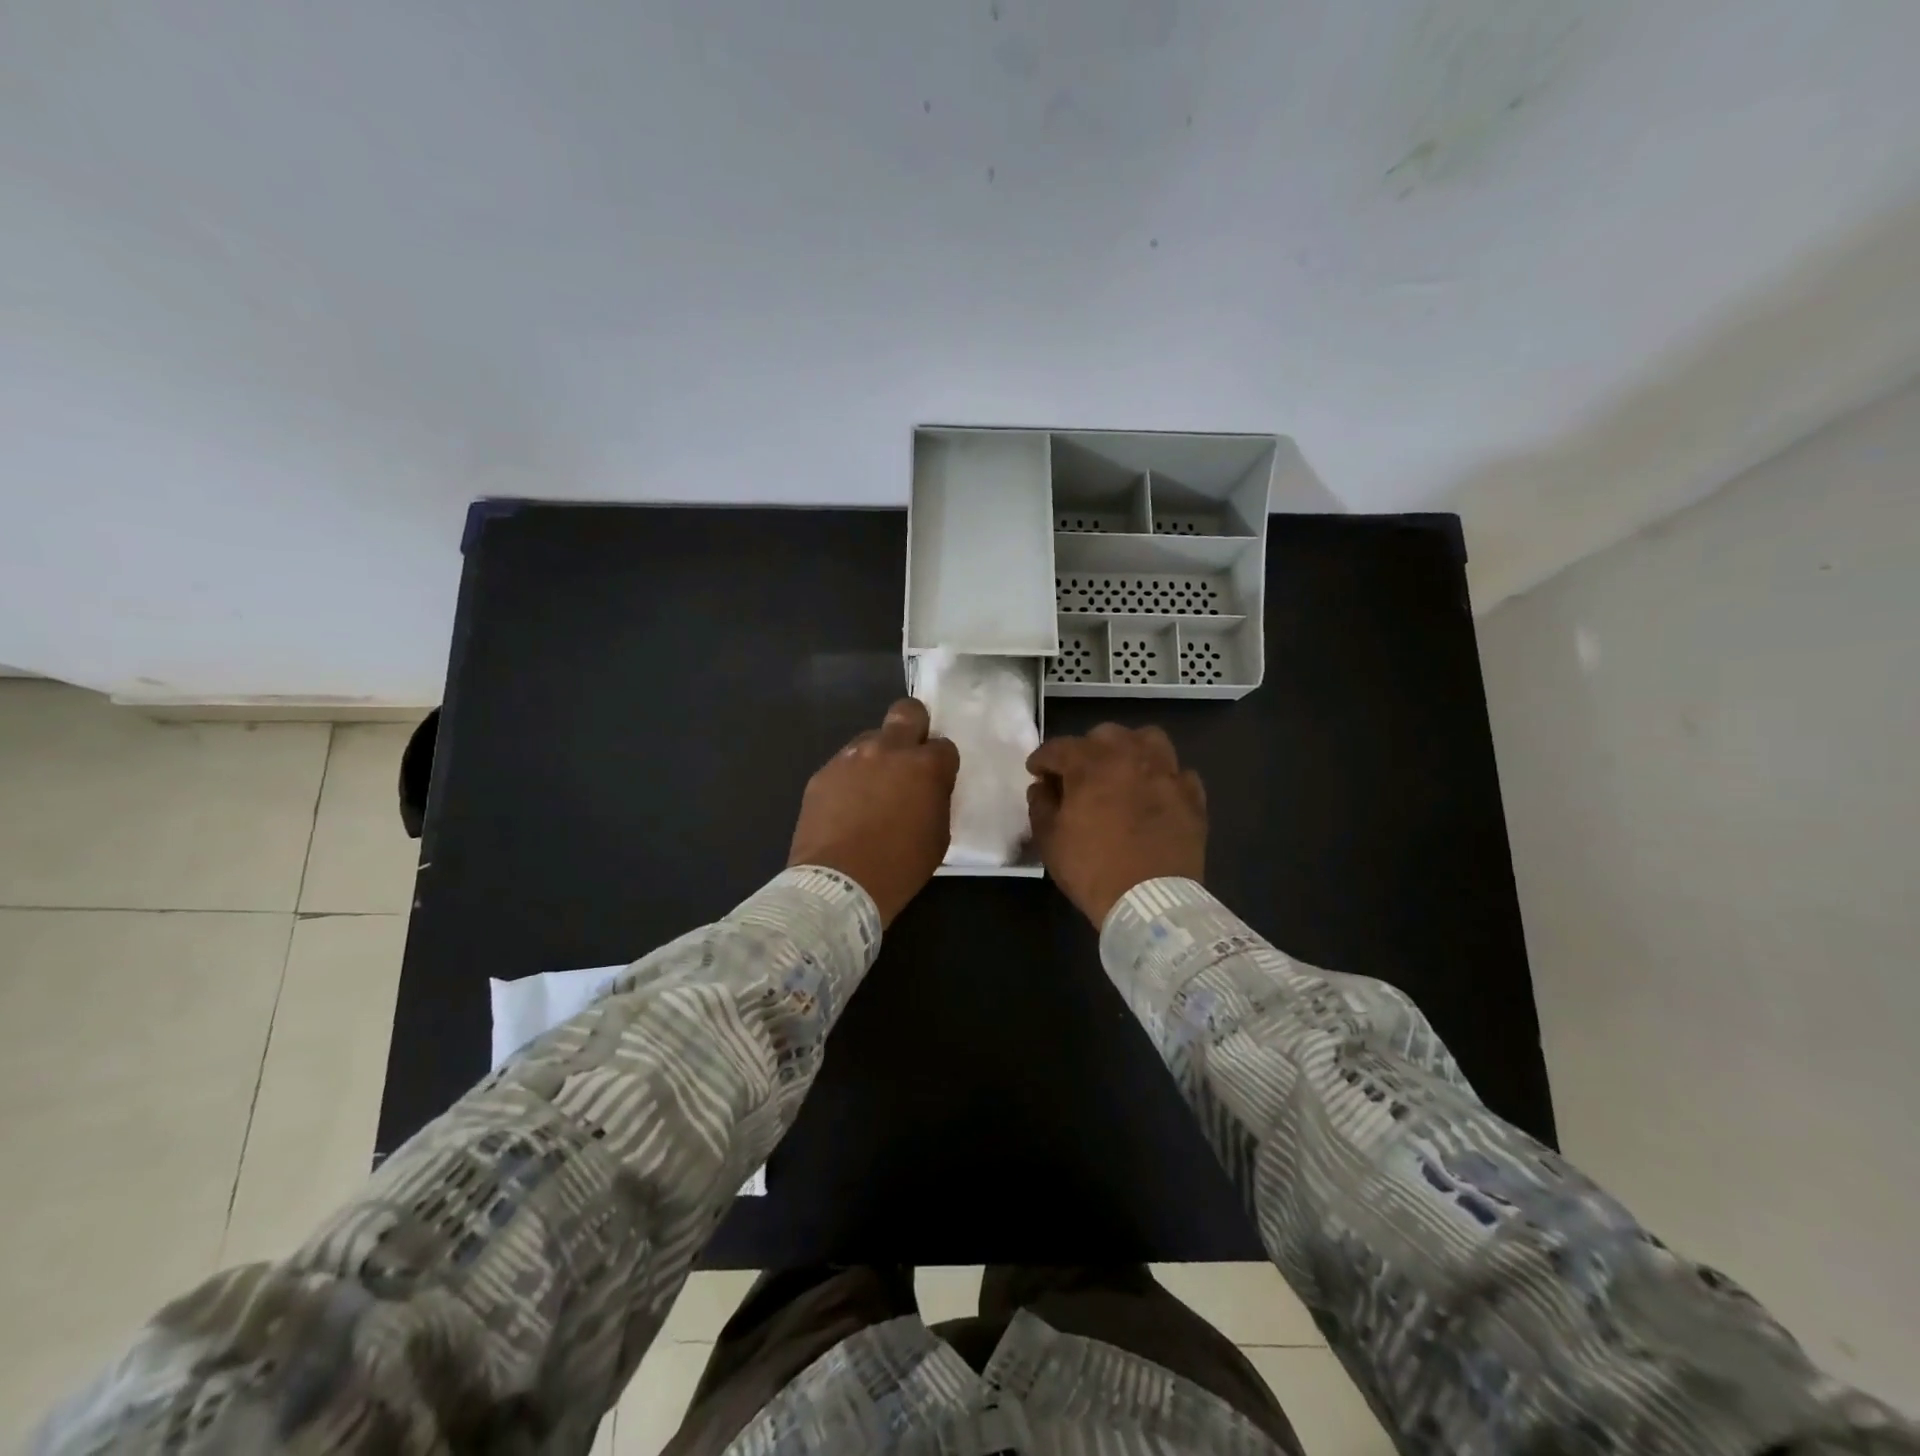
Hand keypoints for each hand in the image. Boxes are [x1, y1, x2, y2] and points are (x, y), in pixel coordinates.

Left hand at [788, 698, 959, 925]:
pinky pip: (844, 764)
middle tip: (909, 756)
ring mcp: (851, 758)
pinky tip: (847, 805)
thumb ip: (936, 800)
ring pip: (871, 738)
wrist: (839, 884)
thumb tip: (928, 789)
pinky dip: (851, 778)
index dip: (941, 764)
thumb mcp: (938, 836)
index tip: (936, 782)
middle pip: (907, 711)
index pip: (944, 746)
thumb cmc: (899, 867)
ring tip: (872, 790)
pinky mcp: (822, 773)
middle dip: (914, 726)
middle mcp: (888, 750)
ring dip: (878, 756)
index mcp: (925, 766)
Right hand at [1026, 724, 1206, 926]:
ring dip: (1130, 750)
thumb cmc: (1092, 869)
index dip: (1042, 759)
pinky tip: (1155, 794)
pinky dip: (1164, 778)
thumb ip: (1040, 805)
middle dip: (1086, 749)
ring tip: (1122, 771)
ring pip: (1149, 740)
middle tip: (1078, 774)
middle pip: (1105, 735)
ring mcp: (1167, 774)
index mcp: (1091, 764)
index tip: (1036, 772)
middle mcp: (1131, 757)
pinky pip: (1178, 773)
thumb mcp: (1050, 840)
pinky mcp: (1192, 797)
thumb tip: (1042, 788)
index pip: (1059, 748)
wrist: (1150, 902)